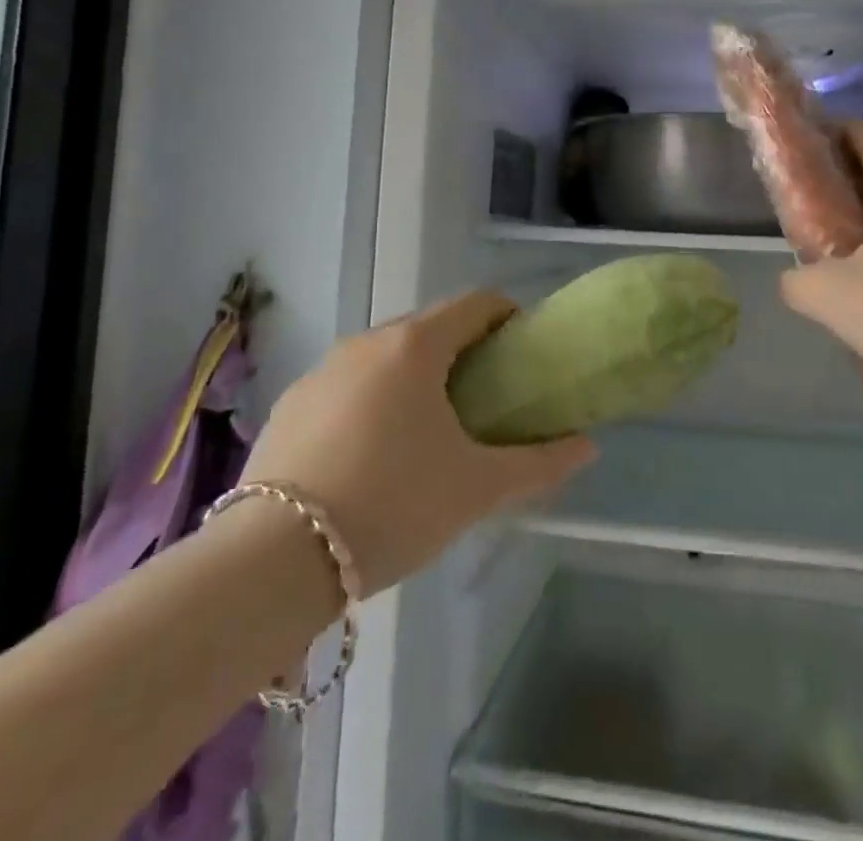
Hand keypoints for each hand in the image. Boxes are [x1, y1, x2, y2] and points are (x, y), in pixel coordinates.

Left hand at [238, 291, 595, 595]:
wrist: (274, 558)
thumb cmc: (393, 504)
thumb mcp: (476, 488)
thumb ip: (538, 463)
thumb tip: (588, 446)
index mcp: (415, 346)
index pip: (474, 304)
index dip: (506, 316)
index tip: (522, 348)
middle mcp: (366, 342)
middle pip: (428, 327)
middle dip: (461, 350)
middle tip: (484, 395)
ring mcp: (321, 371)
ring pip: (383, 356)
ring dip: (413, 375)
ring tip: (429, 427)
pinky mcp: (290, 404)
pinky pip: (346, 386)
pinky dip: (371, 400)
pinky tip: (372, 453)